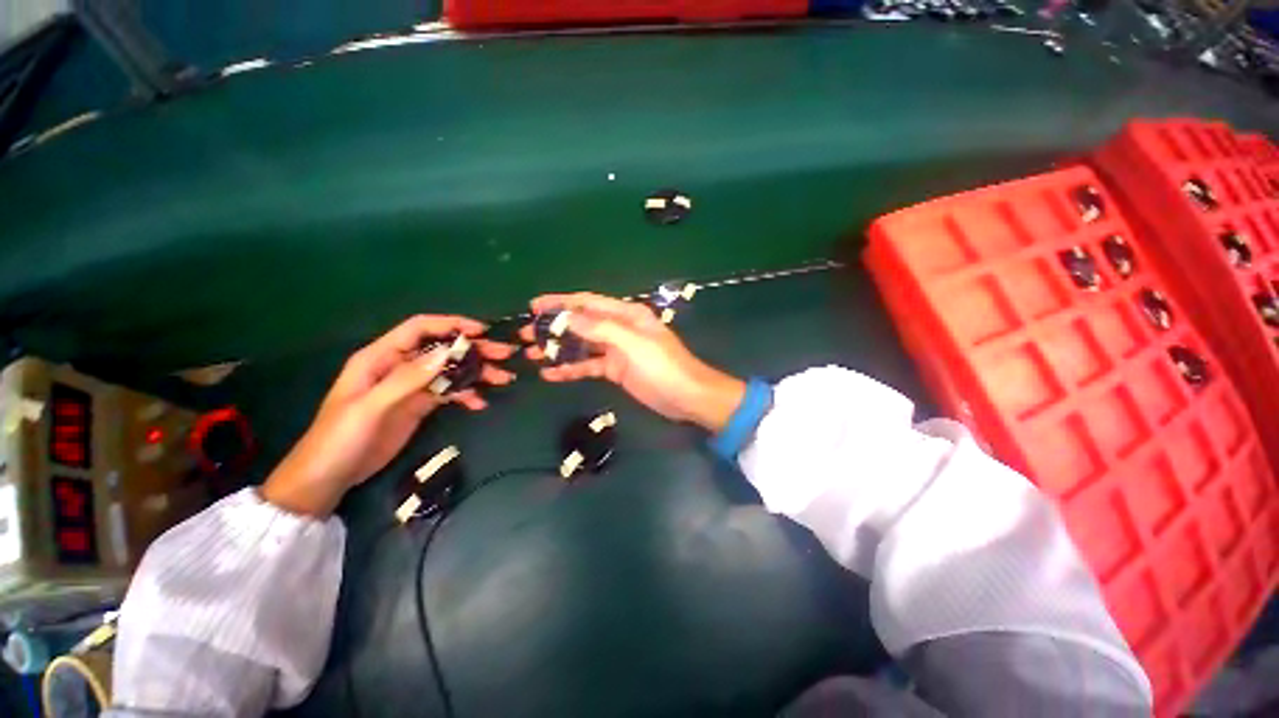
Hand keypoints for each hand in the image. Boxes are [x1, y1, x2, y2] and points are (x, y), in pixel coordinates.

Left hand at [261, 315, 515, 516]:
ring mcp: (411, 387)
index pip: (420, 329)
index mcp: (380, 358)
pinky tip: (480, 403)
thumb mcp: (370, 407)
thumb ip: (407, 379)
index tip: (482, 332)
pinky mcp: (419, 406)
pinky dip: (466, 395)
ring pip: (450, 371)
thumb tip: (448, 352)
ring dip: (477, 373)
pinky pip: (448, 393)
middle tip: (505, 355)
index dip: (451, 325)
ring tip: (503, 379)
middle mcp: (399, 367)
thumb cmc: (340, 438)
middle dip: (474, 350)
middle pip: (442, 349)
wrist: (328, 478)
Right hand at [520, 293, 744, 431]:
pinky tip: (551, 374)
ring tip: (531, 354)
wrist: (685, 396)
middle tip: (526, 334)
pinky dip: (571, 369)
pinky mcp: (615, 370)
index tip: (533, 305)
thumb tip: (567, 317)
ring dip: (558, 349)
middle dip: (554, 327)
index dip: (561, 302)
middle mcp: (619, 328)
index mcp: (626, 315)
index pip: (588, 302)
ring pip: (582, 345)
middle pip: (581, 323)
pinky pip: (589, 366)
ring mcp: (616, 350)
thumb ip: (599, 328)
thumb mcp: (631, 343)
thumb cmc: (662, 366)